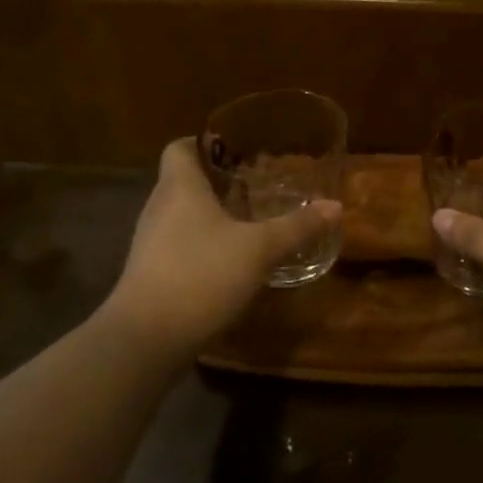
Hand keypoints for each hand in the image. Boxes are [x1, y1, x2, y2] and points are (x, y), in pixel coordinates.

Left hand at [106, 138, 341, 353]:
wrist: (146, 340)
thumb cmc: (201, 275)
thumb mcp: (259, 250)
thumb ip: (296, 227)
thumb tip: (336, 206)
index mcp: (179, 187)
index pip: (180, 147)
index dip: (205, 143)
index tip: (237, 150)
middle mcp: (159, 207)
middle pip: (183, 180)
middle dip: (217, 181)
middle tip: (255, 185)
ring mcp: (150, 242)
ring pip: (181, 215)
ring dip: (210, 215)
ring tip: (247, 221)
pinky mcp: (150, 273)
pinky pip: (177, 244)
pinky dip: (201, 244)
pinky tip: (229, 261)